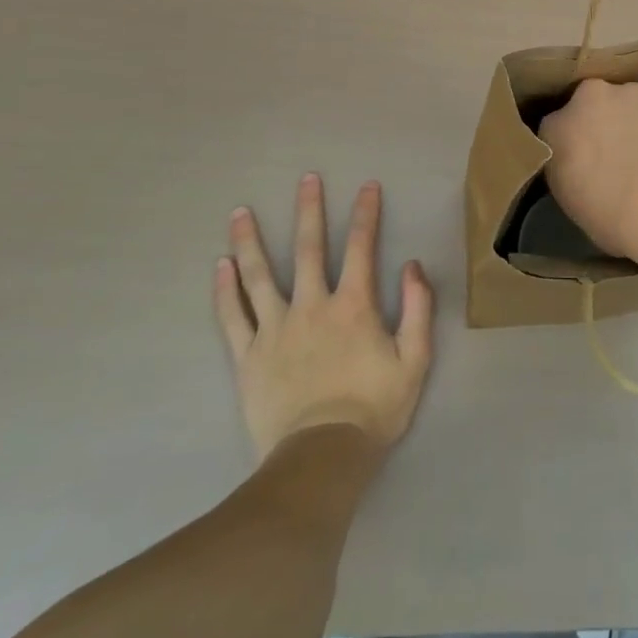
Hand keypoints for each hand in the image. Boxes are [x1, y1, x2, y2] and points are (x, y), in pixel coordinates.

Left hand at [214, 175, 433, 461]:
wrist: (321, 458)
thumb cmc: (374, 408)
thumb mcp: (415, 359)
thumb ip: (417, 307)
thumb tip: (412, 265)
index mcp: (353, 305)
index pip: (362, 247)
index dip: (366, 214)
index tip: (368, 186)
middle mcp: (312, 306)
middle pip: (309, 249)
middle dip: (309, 210)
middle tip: (306, 179)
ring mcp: (275, 330)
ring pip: (260, 276)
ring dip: (251, 240)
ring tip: (240, 211)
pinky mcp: (248, 357)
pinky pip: (233, 317)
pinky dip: (225, 290)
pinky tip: (220, 266)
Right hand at [538, 79, 637, 260]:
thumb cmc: (615, 216)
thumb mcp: (578, 208)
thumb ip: (579, 180)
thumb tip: (594, 180)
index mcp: (557, 130)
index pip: (557, 132)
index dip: (574, 148)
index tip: (587, 167)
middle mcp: (591, 100)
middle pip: (594, 105)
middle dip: (606, 124)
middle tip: (623, 159)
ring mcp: (634, 93)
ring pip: (634, 104)